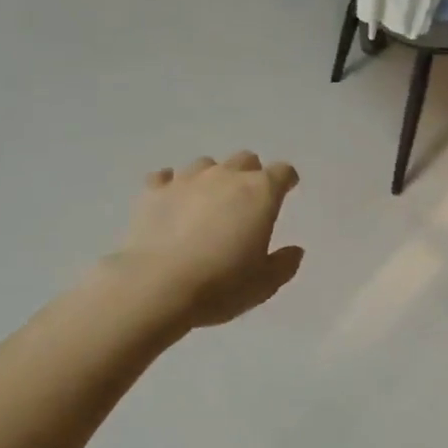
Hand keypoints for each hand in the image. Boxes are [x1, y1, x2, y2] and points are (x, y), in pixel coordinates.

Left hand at [111, 153, 304, 331]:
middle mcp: (226, 176)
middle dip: (250, 174)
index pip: (282, 172)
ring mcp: (187, 179)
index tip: (286, 191)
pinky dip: (171, 185)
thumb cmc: (221, 284)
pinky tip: (171, 201)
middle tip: (246, 201)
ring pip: (206, 164)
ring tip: (207, 202)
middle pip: (245, 159)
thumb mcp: (265, 283)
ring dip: (212, 178)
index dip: (286, 180)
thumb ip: (284, 264)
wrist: (156, 287)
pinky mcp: (153, 191)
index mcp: (260, 193)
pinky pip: (165, 177)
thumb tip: (295, 250)